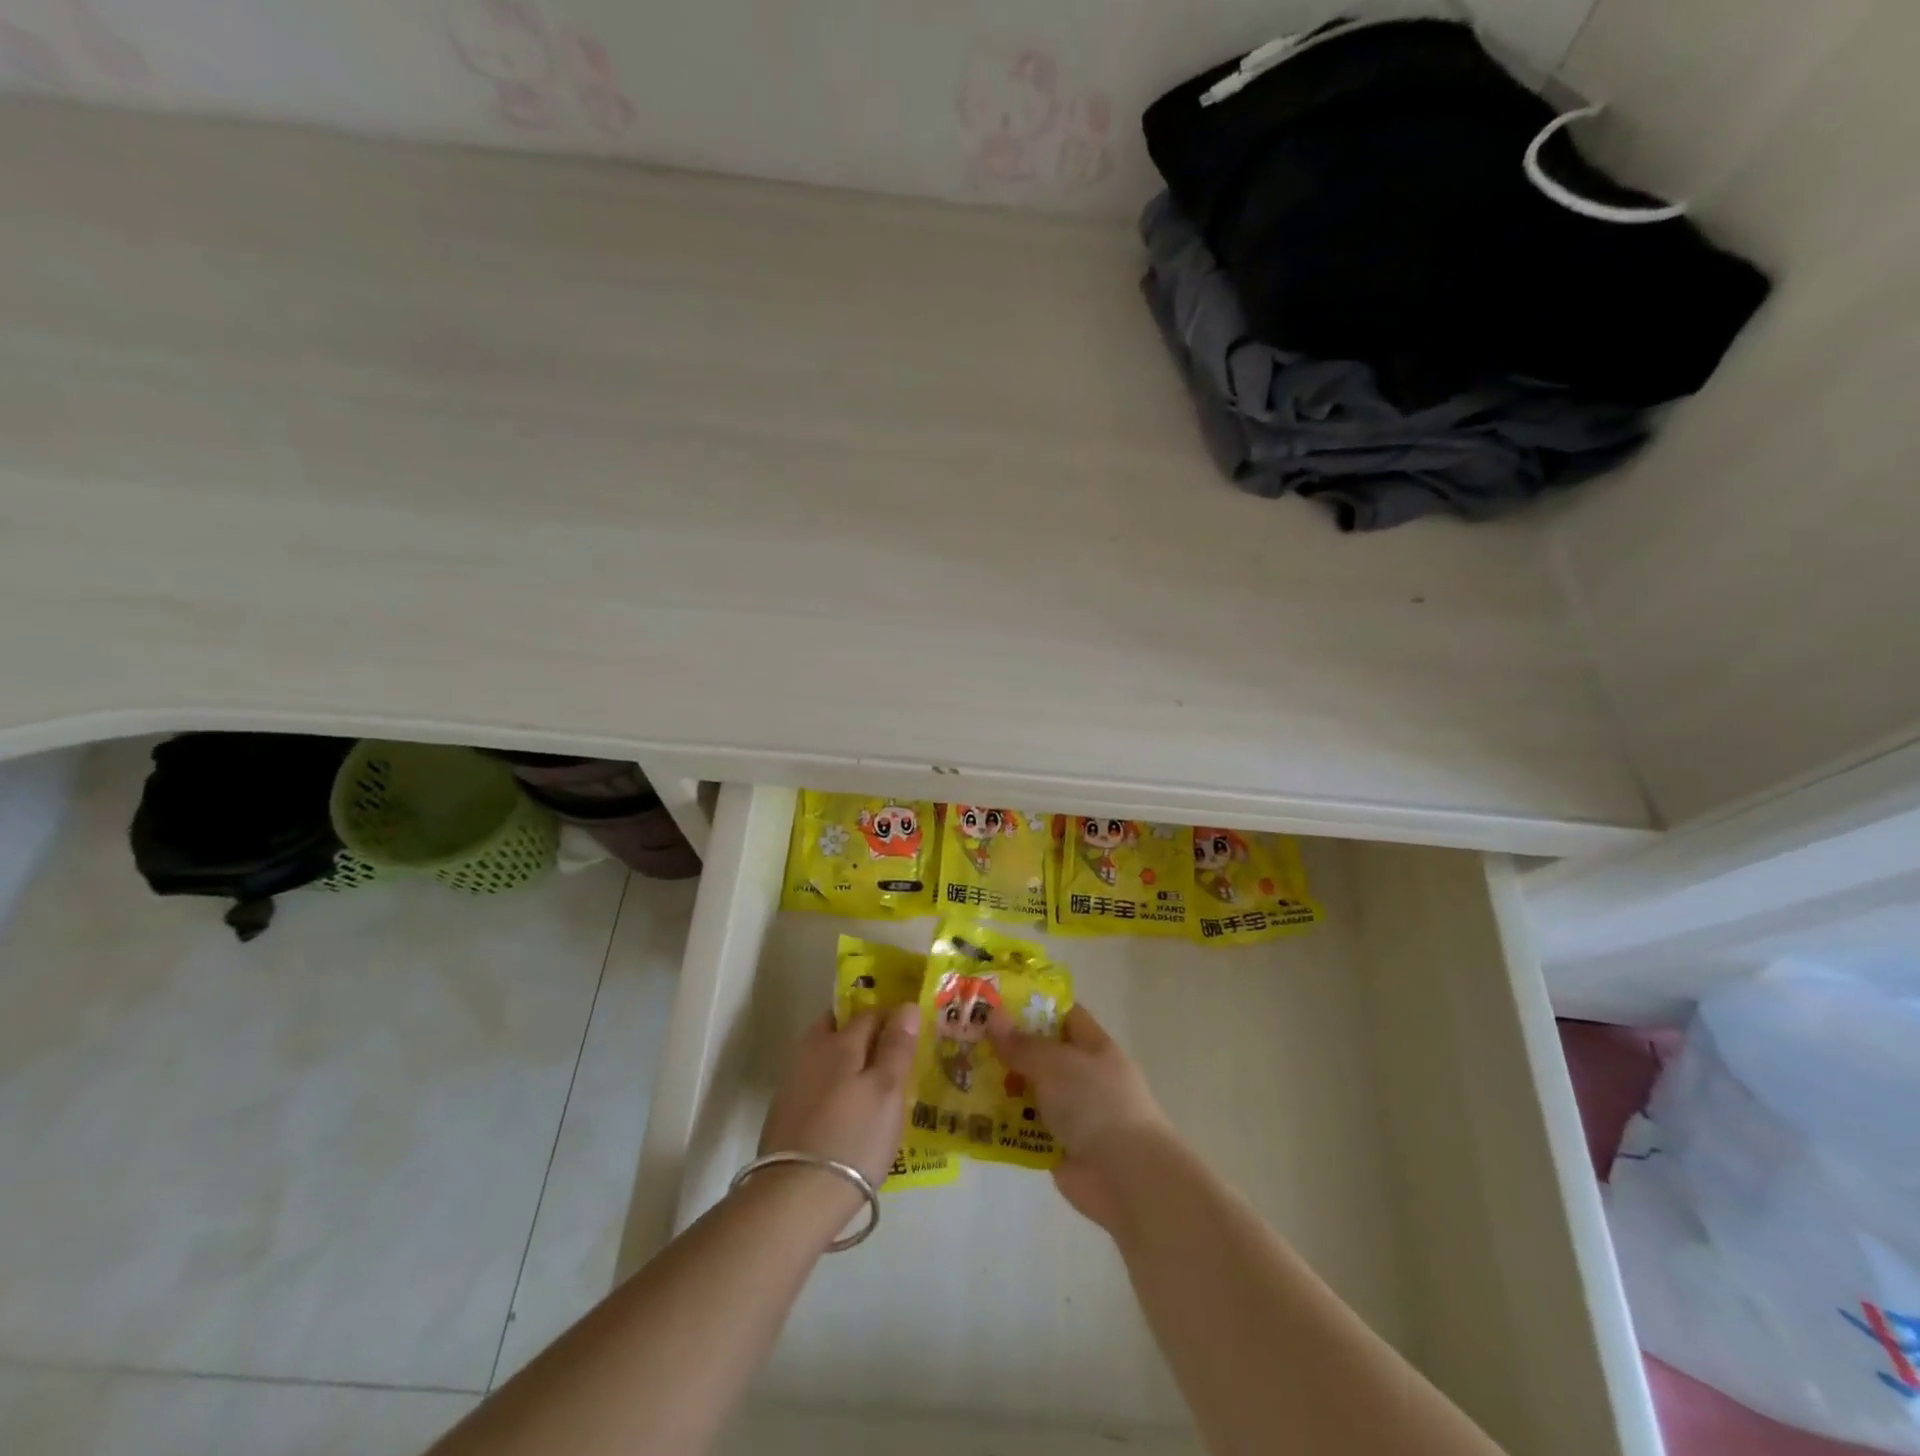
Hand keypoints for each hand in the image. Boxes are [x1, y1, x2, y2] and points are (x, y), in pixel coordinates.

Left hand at [758, 1005, 919, 1193]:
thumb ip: (897, 1046)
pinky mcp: (784, 1113)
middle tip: (890, 1057)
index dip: (892, 1018)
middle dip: (862, 1033)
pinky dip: (832, 1085)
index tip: (912, 1035)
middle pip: (839, 1028)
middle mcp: (811, 1051)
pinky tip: (846, 1111)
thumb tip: (907, 1006)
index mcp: (839, 1041)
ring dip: (847, 1061)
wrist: (794, 1197)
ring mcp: (792, 1082)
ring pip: (825, 1056)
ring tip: (872, 1087)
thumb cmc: (853, 1137)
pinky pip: (815, 1082)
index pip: (870, 1013)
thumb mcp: (887, 1091)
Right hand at [988, 1002, 1171, 1231]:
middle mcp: (1083, 1076)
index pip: (1062, 1015)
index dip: (1031, 1006)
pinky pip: (1024, 1128)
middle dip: (1006, 1047)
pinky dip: (1003, 1124)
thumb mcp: (1056, 1063)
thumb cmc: (1096, 1104)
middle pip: (1041, 1054)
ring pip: (1029, 1091)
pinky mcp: (1058, 1146)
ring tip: (958, 1075)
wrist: (1127, 1178)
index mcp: (1093, 1046)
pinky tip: (970, 1116)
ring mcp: (1072, 1113)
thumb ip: (1022, 1044)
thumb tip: (992, 1016)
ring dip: (1000, 1086)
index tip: (994, 1002)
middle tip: (965, 1038)